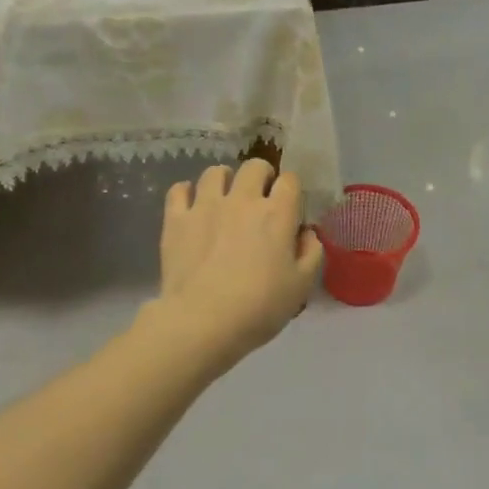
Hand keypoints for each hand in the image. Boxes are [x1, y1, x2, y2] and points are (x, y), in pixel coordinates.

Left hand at [149, 160, 322, 370]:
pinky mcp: (176, 219)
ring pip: (215, 172)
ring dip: (225, 181)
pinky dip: (187, 192)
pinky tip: (191, 206)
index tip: (290, 210)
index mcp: (277, 214)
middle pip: (254, 166)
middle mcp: (242, 200)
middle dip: (262, 176)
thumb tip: (307, 234)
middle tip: (260, 199)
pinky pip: (179, 189)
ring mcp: (205, 206)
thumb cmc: (259, 307)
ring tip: (225, 199)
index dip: (292, 191)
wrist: (202, 322)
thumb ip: (311, 253)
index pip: (290, 180)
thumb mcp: (302, 286)